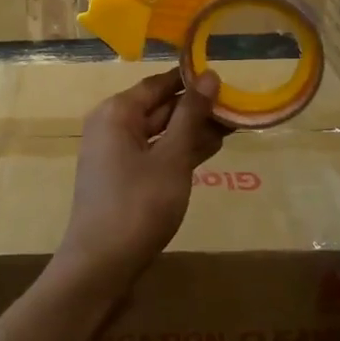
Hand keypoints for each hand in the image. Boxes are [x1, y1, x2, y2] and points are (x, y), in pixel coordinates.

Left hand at [54, 70, 226, 297]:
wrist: (101, 264)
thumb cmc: (138, 204)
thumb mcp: (171, 158)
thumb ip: (191, 116)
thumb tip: (209, 76)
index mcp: (117, 112)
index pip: (159, 83)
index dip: (192, 80)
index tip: (226, 78)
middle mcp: (112, 125)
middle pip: (160, 106)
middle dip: (197, 107)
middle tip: (238, 105)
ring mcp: (115, 153)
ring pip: (160, 131)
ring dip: (193, 129)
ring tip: (233, 125)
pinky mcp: (123, 177)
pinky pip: (155, 152)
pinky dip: (180, 150)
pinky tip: (209, 149)